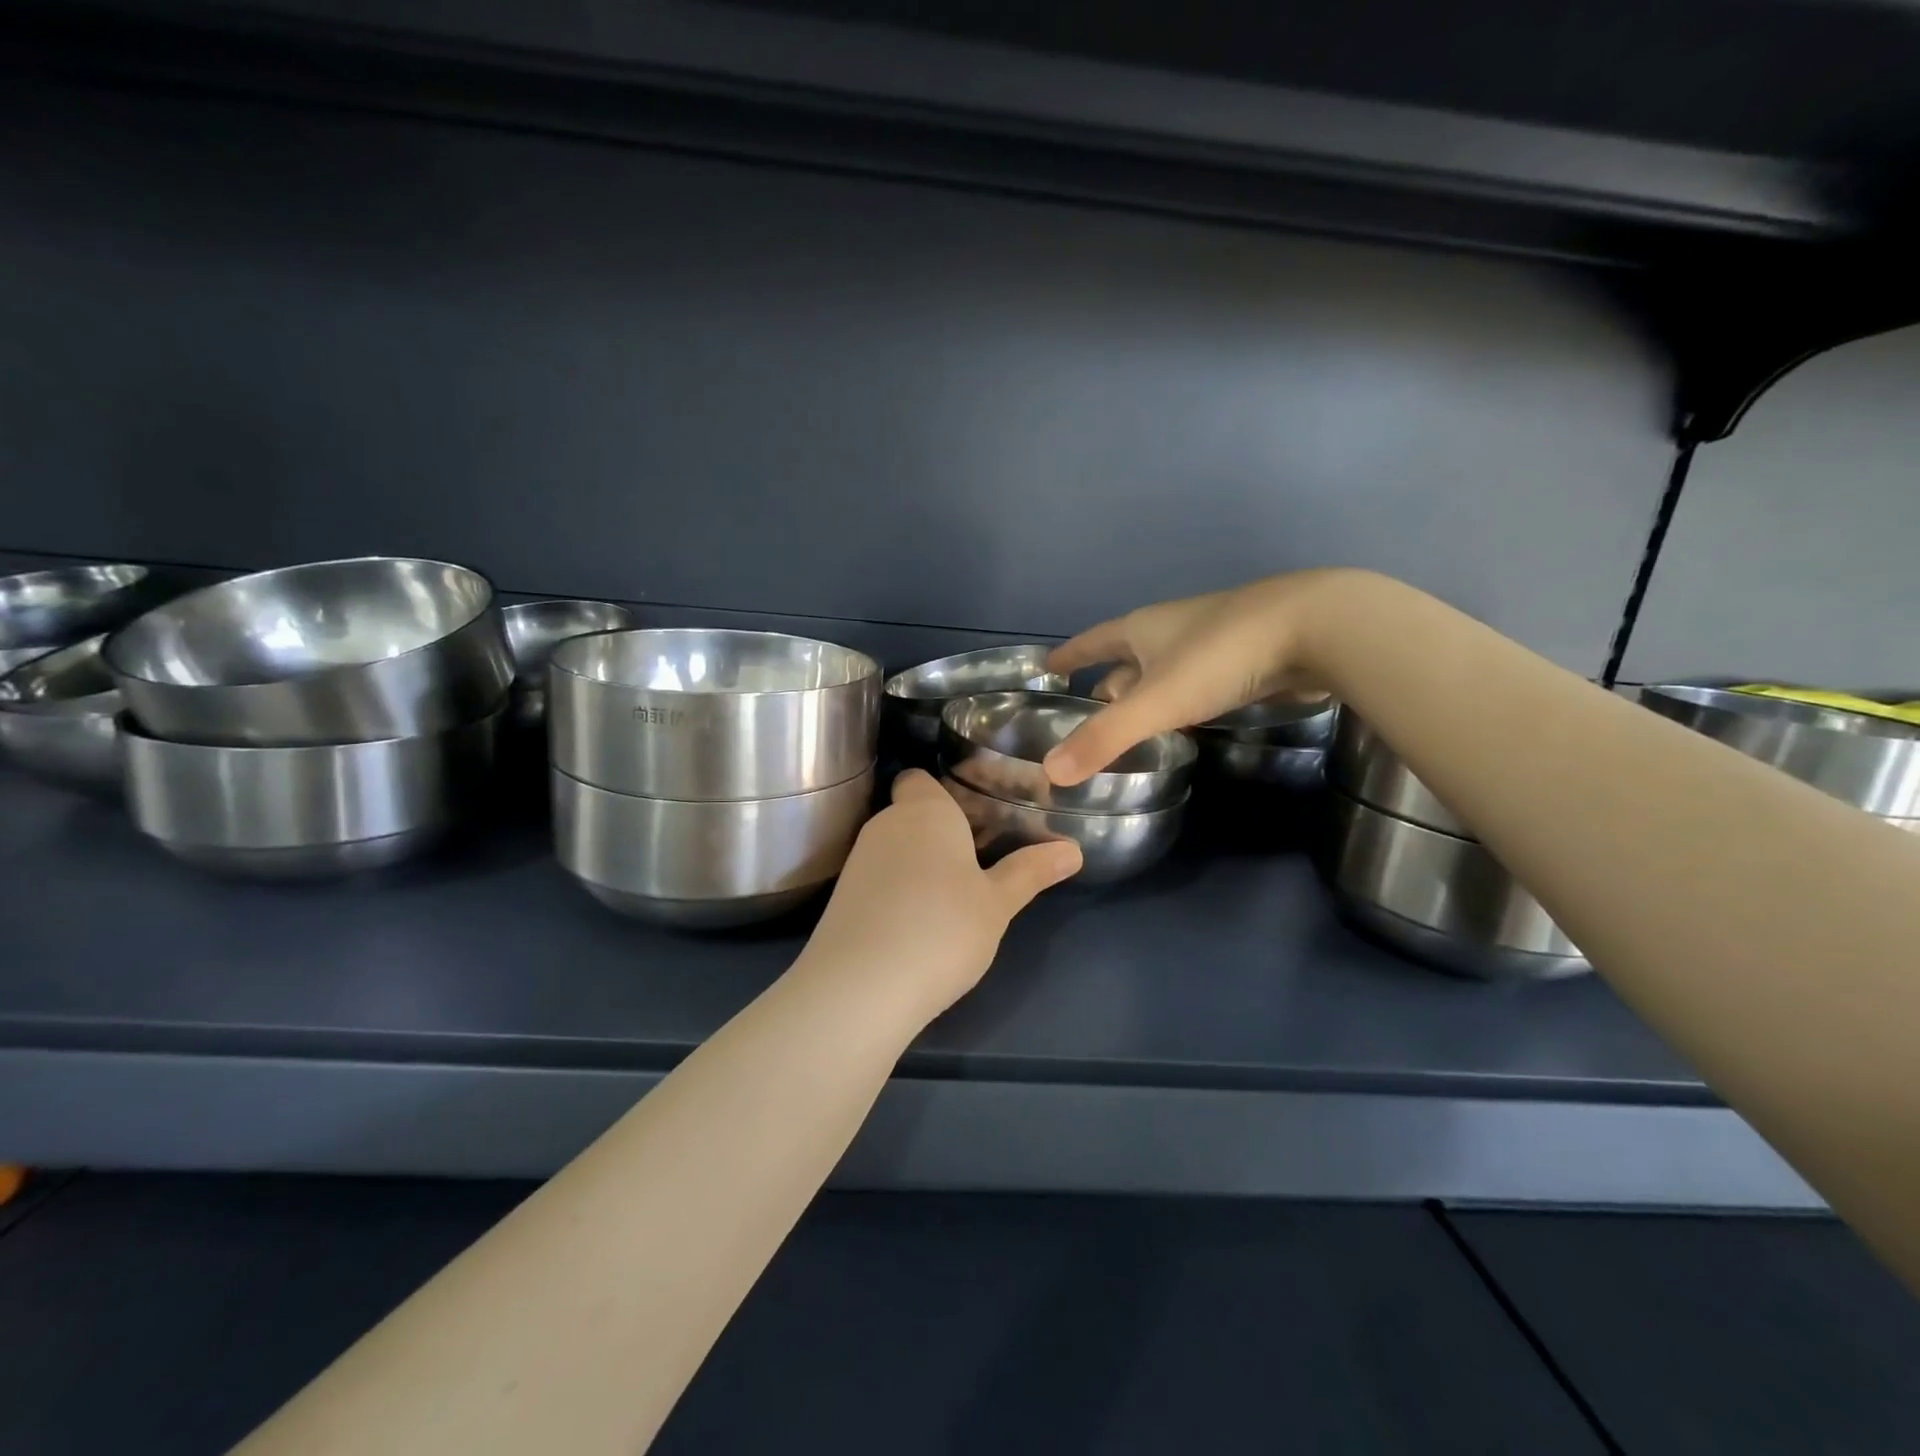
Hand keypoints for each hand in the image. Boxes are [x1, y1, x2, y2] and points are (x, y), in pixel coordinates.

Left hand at [799, 770, 1081, 1022]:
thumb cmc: (942, 928)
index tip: (976, 814)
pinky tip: (918, 922)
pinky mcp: (842, 898)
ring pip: (895, 848)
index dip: (944, 791)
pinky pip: (878, 879)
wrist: (861, 986)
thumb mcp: (997, 904)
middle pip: (911, 814)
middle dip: (940, 832)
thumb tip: (1073, 850)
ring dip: (919, 863)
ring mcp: (858, 861)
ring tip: (953, 895)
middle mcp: (886, 824)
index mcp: (925, 811)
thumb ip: (1030, 872)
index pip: (920, 778)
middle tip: (980, 859)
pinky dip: (897, 891)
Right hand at [1044, 570, 1354, 784]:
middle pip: (1126, 659)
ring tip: (1129, 726)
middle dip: (1106, 685)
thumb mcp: (1157, 702)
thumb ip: (1105, 739)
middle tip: (1086, 715)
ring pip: (1163, 671)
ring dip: (1144, 695)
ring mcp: (1210, 642)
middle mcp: (1170, 630)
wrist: (1315, 627)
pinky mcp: (1244, 659)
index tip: (1046, 667)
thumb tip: (1051, 774)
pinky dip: (1180, 701)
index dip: (1069, 655)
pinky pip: (1196, 683)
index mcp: (1142, 630)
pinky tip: (1184, 723)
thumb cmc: (1221, 657)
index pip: (1092, 641)